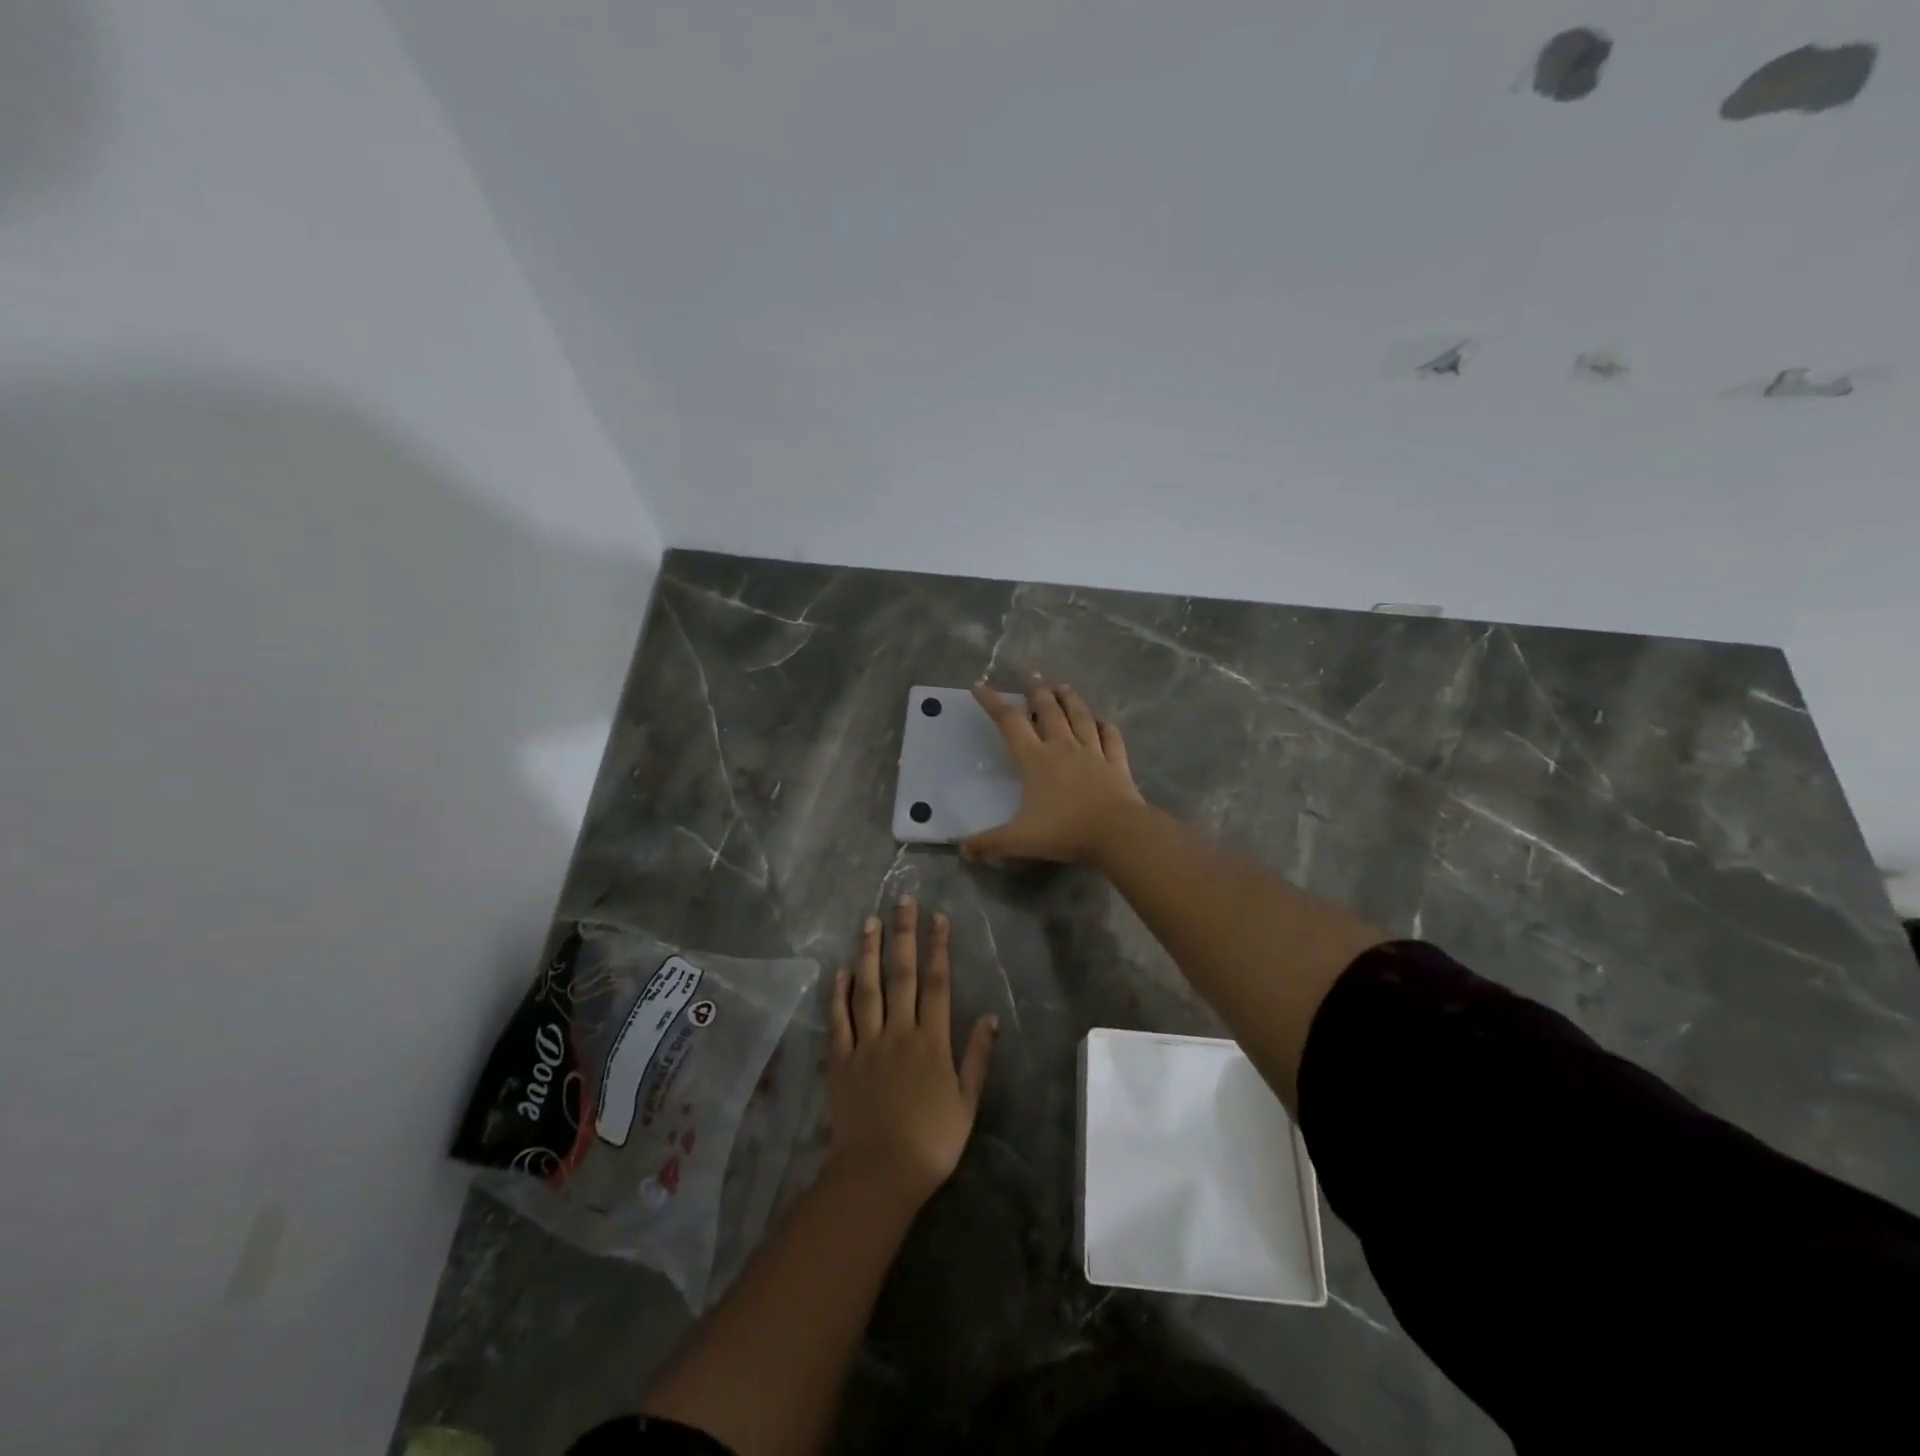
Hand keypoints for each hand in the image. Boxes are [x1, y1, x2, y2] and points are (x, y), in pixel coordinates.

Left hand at [827, 896, 996, 1204]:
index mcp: (932, 1042)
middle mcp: (899, 1032)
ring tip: (870, 921)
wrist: (879, 1175)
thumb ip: (977, 1058)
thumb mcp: (966, 1103)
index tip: (938, 917)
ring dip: (869, 952)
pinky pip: (838, 1021)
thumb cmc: (931, 1143)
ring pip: (867, 988)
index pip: (937, 983)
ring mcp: (866, 1044)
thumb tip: (991, 1017)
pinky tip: (840, 971)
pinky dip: (838, 995)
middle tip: (903, 900)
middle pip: (901, 975)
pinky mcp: (841, 1061)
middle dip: (903, 934)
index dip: (938, 947)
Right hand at [962, 674, 1144, 863]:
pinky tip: (1103, 720)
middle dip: (1037, 691)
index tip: (979, 685)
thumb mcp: (1019, 840)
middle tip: (1032, 675)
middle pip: (1048, 711)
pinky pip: (1111, 738)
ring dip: (1071, 700)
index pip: (1009, 723)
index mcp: (1036, 760)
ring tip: (1064, 686)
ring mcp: (1094, 753)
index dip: (992, 702)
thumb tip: (962, 851)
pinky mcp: (1117, 764)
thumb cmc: (1065, 831)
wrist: (1117, 833)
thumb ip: (989, 844)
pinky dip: (1106, 726)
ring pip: (1080, 717)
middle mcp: (1063, 747)